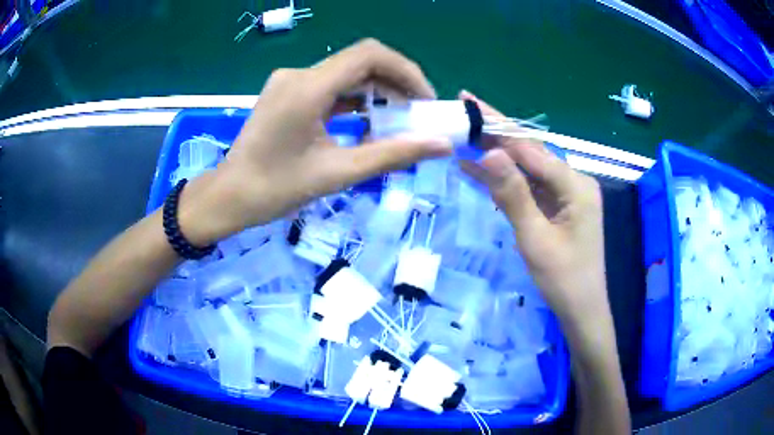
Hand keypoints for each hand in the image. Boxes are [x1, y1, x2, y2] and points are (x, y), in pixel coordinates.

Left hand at [180, 39, 452, 245]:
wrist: (229, 197)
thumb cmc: (275, 190)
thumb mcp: (338, 173)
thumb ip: (393, 154)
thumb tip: (442, 145)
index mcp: (307, 88)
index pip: (369, 54)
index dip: (406, 71)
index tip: (425, 100)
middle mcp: (298, 74)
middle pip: (360, 61)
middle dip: (395, 83)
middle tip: (416, 115)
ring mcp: (290, 81)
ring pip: (346, 73)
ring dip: (376, 92)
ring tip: (396, 121)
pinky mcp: (287, 92)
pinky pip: (330, 86)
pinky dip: (354, 100)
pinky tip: (366, 122)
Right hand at [458, 90, 609, 330]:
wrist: (581, 310)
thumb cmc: (563, 279)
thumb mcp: (535, 238)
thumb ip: (513, 194)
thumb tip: (490, 152)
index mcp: (575, 185)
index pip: (531, 148)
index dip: (498, 127)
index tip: (470, 105)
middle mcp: (573, 182)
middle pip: (530, 152)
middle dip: (497, 132)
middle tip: (465, 110)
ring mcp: (565, 194)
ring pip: (527, 168)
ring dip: (497, 154)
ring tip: (465, 134)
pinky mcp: (557, 207)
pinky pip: (529, 187)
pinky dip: (505, 180)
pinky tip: (479, 168)